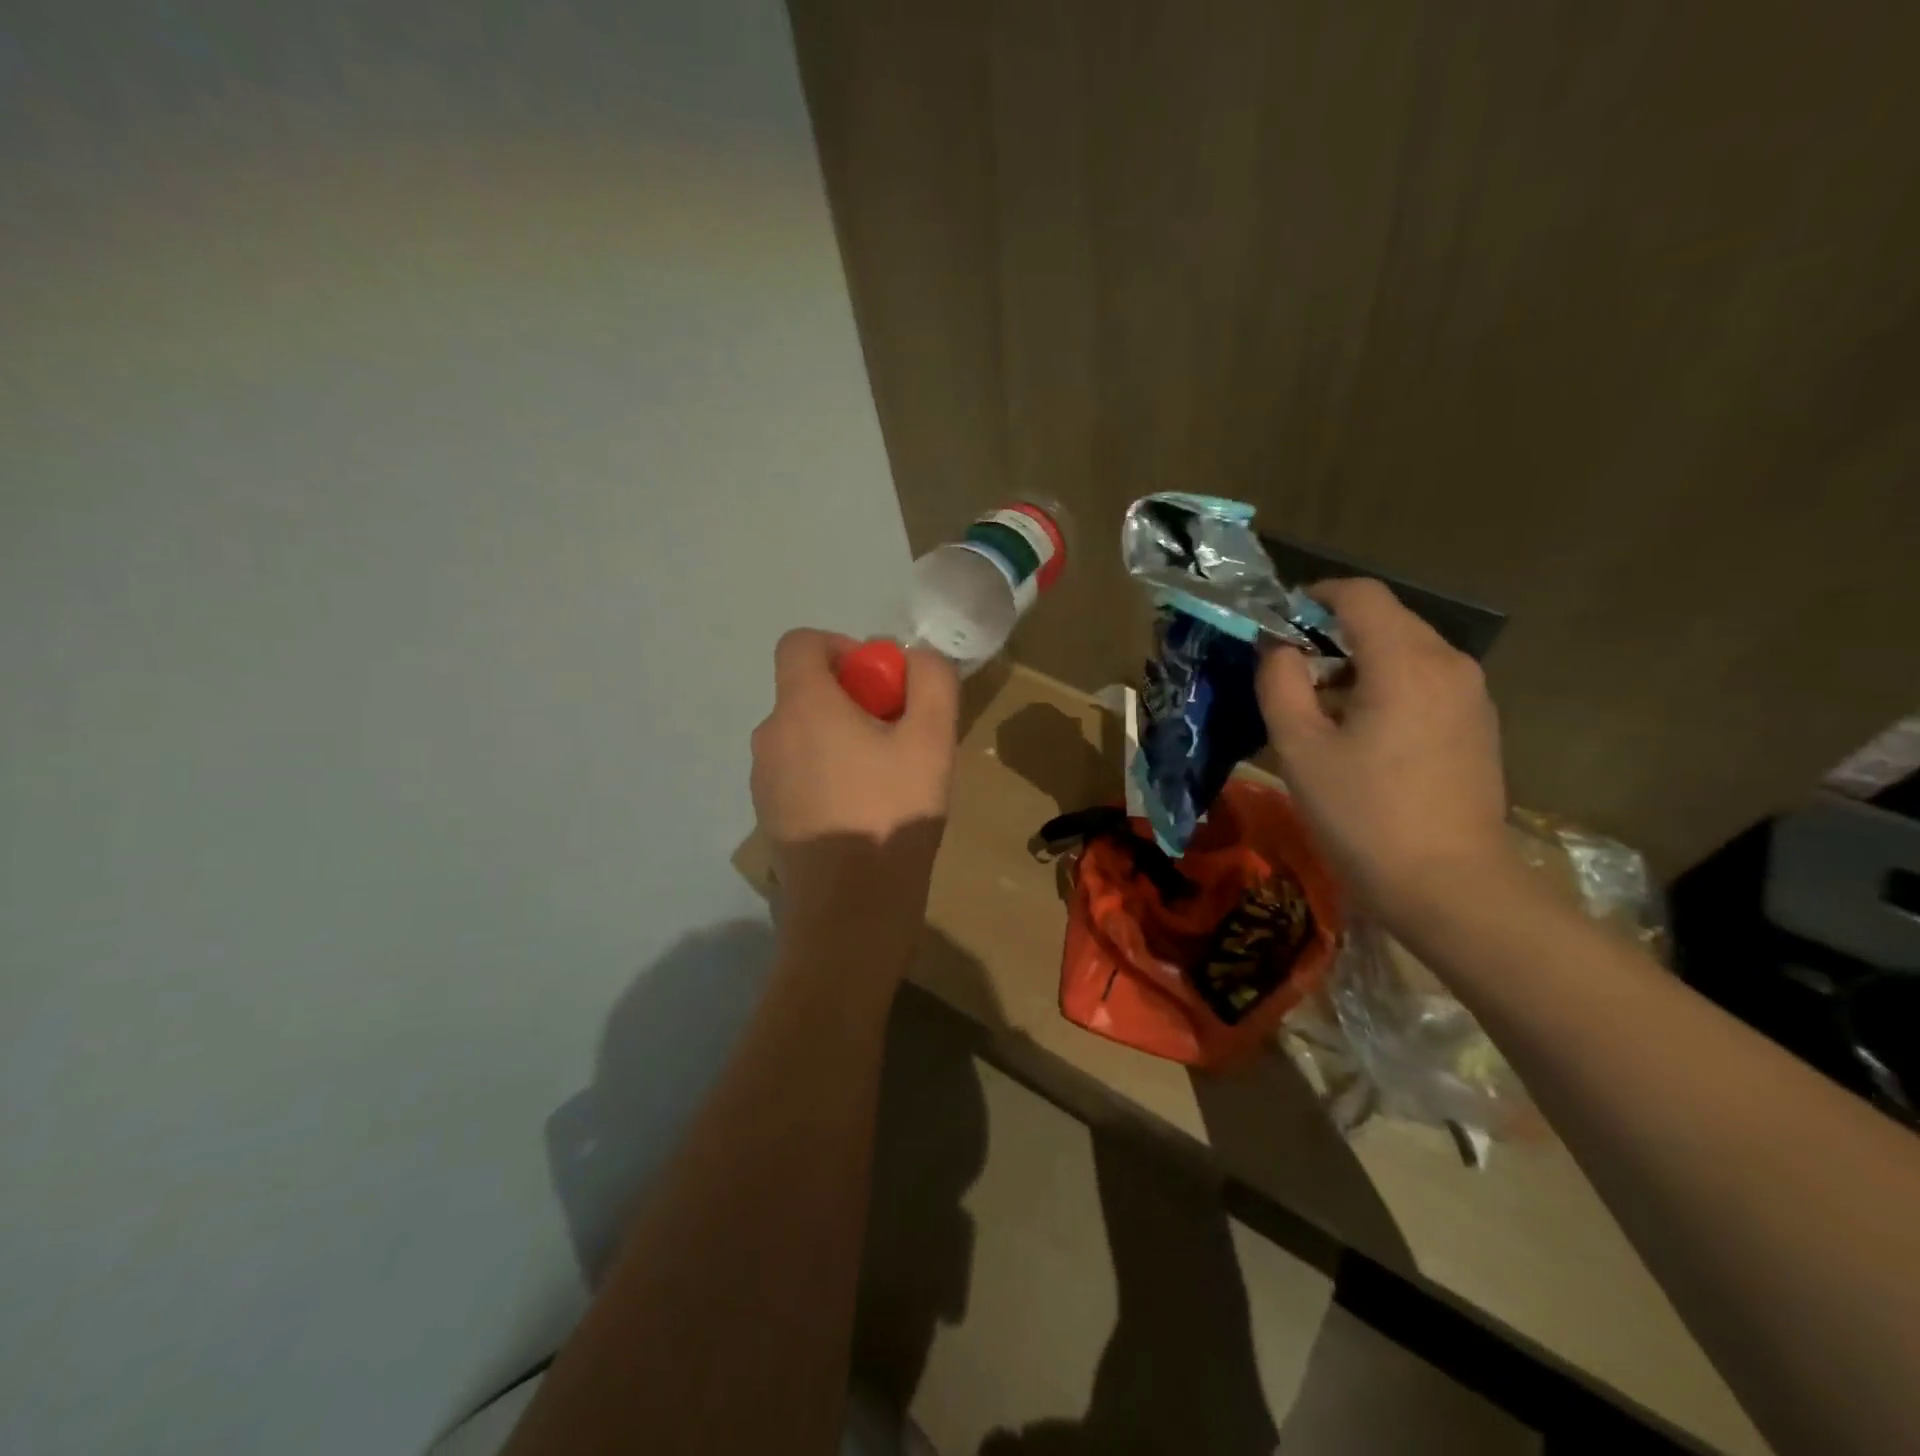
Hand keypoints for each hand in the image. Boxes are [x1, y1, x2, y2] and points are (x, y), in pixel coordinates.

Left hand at [751, 630, 960, 916]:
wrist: (849, 914)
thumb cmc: (891, 817)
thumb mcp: (932, 740)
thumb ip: (931, 681)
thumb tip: (914, 660)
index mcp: (801, 707)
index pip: (801, 643)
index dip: (843, 647)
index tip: (881, 683)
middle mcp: (769, 736)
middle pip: (807, 692)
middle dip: (855, 700)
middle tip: (899, 737)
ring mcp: (763, 781)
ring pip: (805, 736)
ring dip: (843, 740)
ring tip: (887, 781)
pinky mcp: (770, 817)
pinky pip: (799, 774)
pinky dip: (828, 775)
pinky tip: (863, 813)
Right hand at [1256, 579, 1512, 922]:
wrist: (1449, 887)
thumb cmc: (1364, 815)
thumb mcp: (1299, 749)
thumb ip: (1280, 684)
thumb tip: (1279, 649)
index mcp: (1405, 661)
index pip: (1361, 595)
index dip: (1315, 596)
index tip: (1278, 622)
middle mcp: (1449, 664)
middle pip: (1387, 619)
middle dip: (1333, 631)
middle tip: (1290, 670)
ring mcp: (1471, 695)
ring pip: (1408, 650)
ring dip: (1360, 660)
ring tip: (1320, 705)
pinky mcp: (1478, 725)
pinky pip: (1426, 680)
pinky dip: (1387, 684)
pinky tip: (1362, 730)